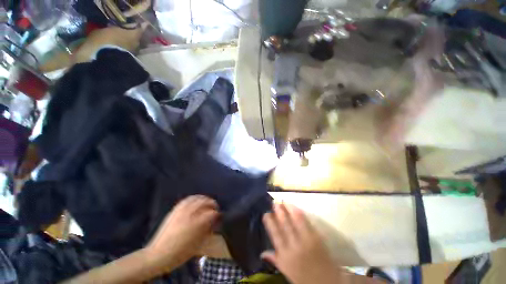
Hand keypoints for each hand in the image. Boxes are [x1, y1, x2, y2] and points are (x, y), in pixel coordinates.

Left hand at [145, 195, 219, 268]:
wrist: (159, 254)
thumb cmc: (181, 252)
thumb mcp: (198, 243)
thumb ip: (208, 229)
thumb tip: (214, 221)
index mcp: (197, 222)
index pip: (212, 213)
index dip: (218, 214)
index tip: (220, 216)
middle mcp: (191, 212)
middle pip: (205, 202)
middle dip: (212, 203)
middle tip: (215, 208)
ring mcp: (182, 210)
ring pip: (197, 198)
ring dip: (204, 199)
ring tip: (207, 202)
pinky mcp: (175, 210)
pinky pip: (187, 199)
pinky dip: (194, 198)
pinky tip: (196, 200)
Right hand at [262, 204, 342, 283]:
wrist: (327, 282)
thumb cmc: (303, 278)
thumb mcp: (286, 271)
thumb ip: (275, 259)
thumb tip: (262, 253)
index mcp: (284, 255)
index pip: (275, 234)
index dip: (270, 222)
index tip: (266, 213)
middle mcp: (294, 246)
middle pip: (284, 224)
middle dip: (278, 212)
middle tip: (274, 203)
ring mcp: (306, 240)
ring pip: (295, 220)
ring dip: (288, 209)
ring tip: (283, 201)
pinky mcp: (316, 237)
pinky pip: (306, 221)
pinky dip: (299, 212)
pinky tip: (295, 207)